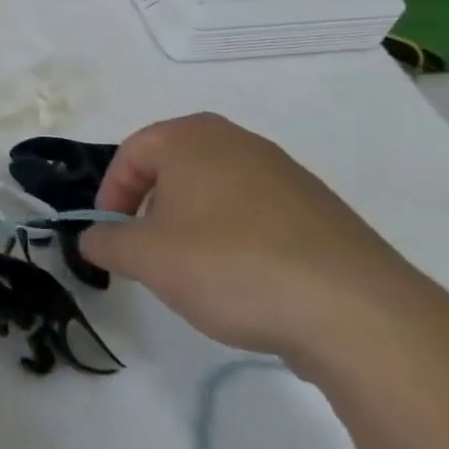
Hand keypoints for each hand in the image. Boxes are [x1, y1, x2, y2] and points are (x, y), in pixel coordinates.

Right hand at [78, 113, 427, 364]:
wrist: (354, 311)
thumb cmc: (229, 265)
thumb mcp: (146, 258)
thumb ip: (106, 242)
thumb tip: (94, 238)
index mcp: (192, 137)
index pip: (132, 153)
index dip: (110, 194)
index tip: (109, 236)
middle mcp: (239, 142)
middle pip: (175, 169)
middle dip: (152, 211)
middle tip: (147, 253)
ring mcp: (286, 174)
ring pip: (216, 193)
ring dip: (194, 227)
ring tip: (196, 276)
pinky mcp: (320, 212)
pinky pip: (258, 217)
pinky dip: (237, 242)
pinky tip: (246, 285)